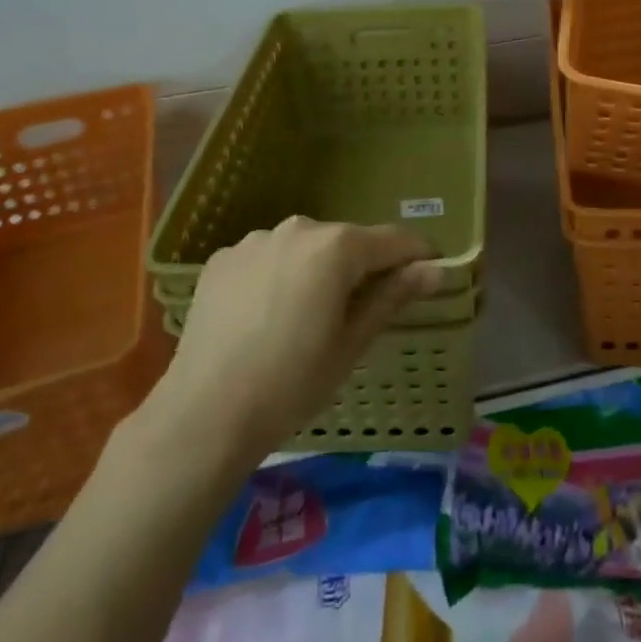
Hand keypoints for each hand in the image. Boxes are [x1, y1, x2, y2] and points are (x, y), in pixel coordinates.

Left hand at [149, 217, 444, 461]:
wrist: (205, 413)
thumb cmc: (292, 383)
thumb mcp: (351, 344)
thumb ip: (393, 296)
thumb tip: (435, 269)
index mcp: (336, 247)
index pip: (393, 240)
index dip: (417, 254)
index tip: (430, 272)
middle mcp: (297, 228)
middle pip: (345, 242)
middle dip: (361, 267)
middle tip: (359, 312)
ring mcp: (255, 240)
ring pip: (303, 248)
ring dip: (315, 271)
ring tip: (305, 318)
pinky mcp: (223, 258)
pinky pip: (265, 259)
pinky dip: (276, 277)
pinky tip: (264, 317)